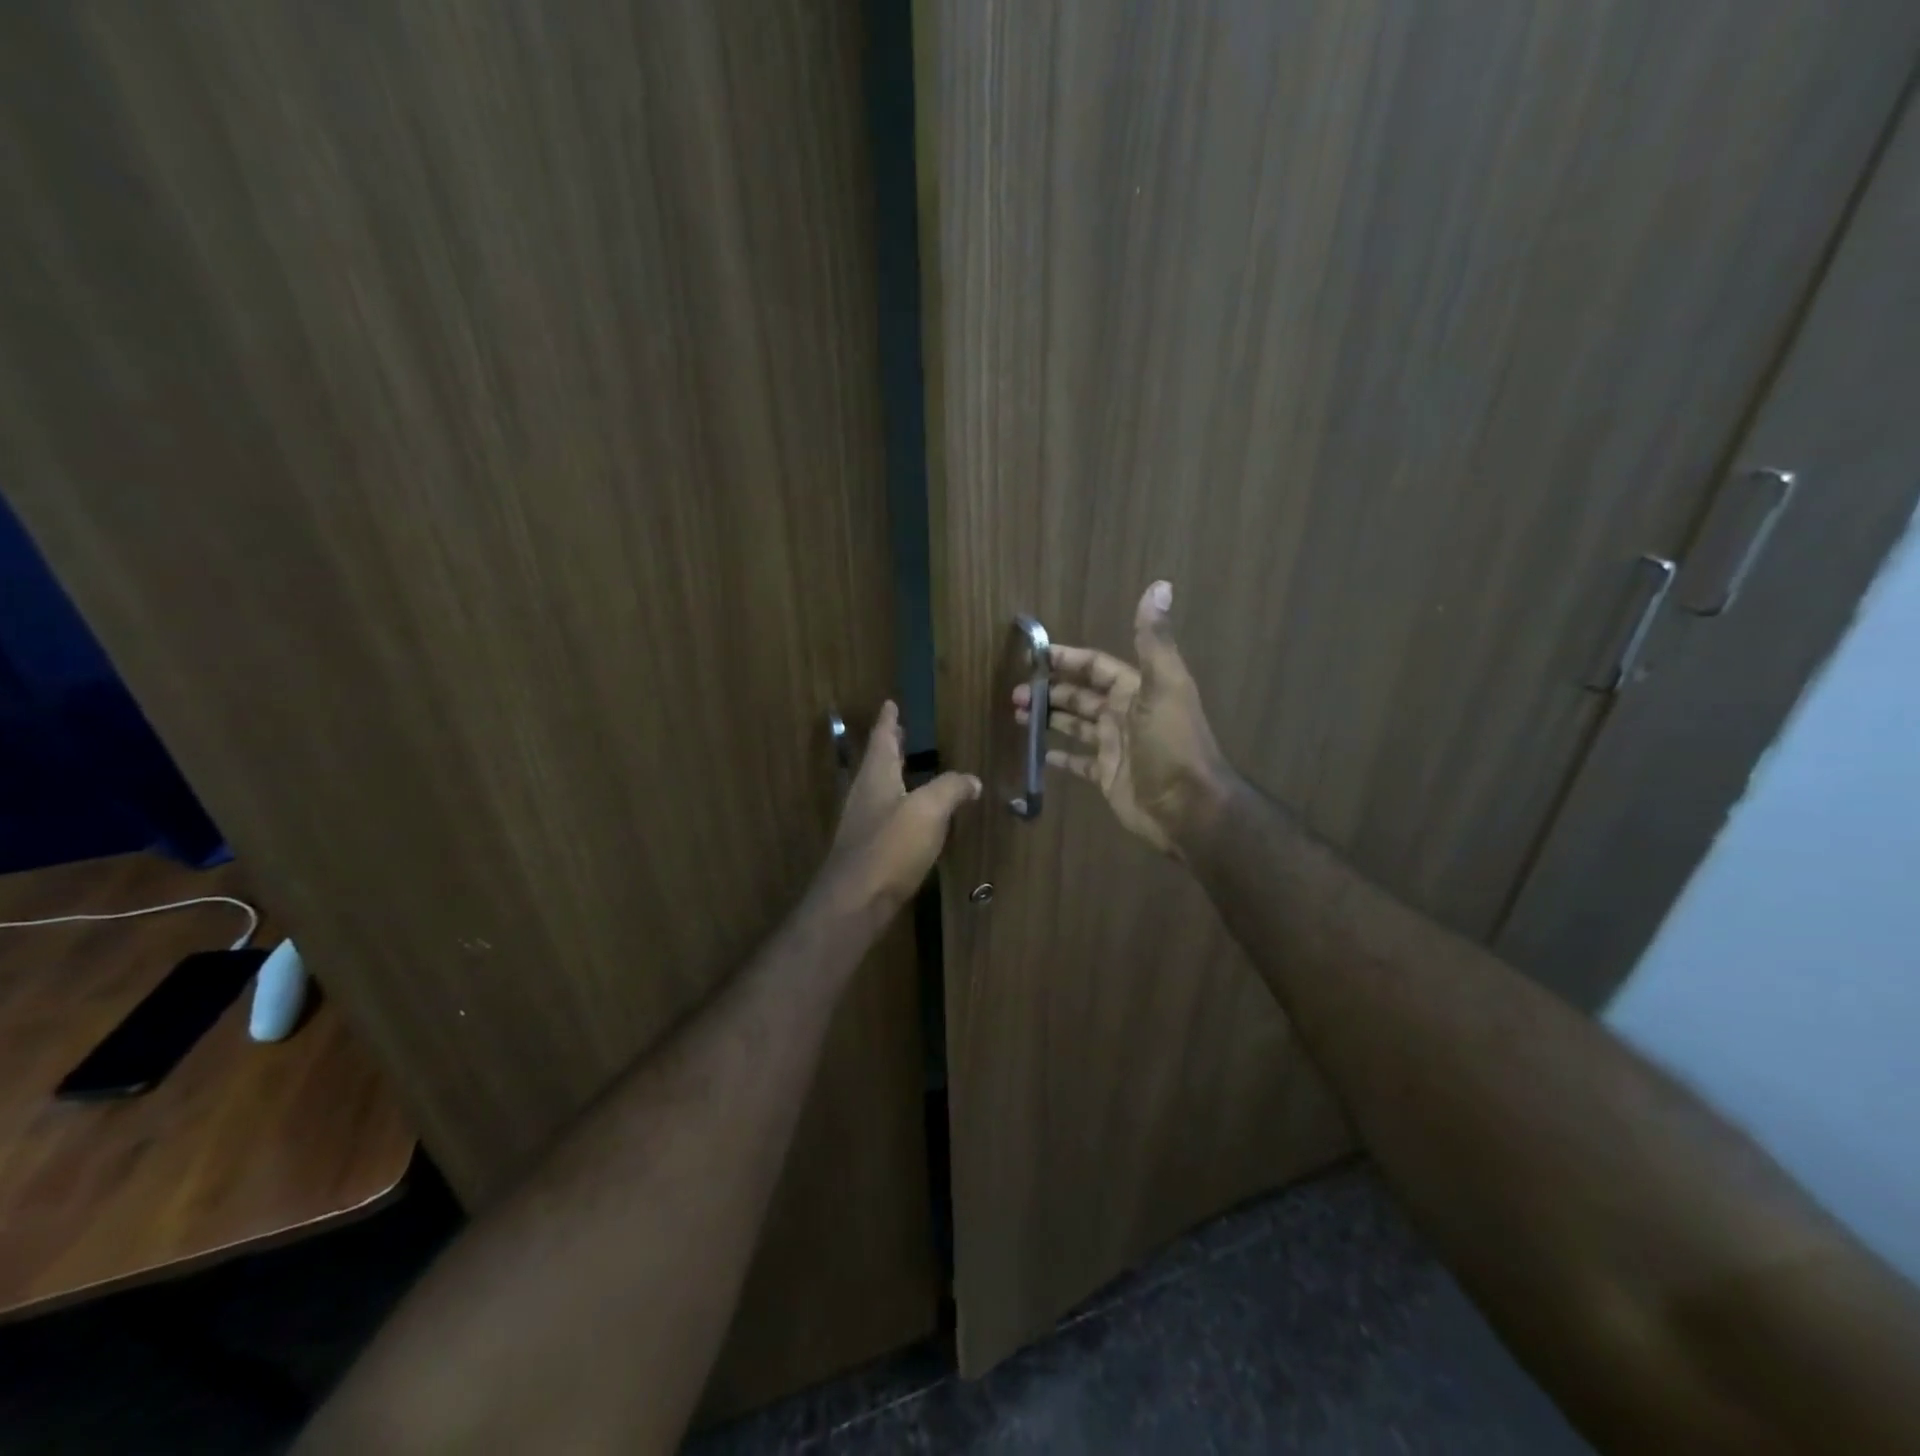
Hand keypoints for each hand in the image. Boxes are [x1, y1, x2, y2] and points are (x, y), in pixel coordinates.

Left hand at [820, 701, 980, 918]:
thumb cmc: (891, 846)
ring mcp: (864, 823)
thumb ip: (951, 789)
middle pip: (879, 762)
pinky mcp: (869, 849)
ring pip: (881, 788)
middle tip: (902, 730)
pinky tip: (915, 816)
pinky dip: (900, 803)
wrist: (856, 901)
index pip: (883, 738)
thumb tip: (972, 780)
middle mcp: (865, 794)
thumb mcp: (929, 810)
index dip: (889, 721)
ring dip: (895, 774)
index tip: (890, 703)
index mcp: (876, 776)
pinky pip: (887, 814)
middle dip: (891, 745)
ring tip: (912, 767)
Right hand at [1013, 581, 1234, 855]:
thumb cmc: (1172, 744)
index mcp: (1134, 690)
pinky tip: (1037, 753)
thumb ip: (1154, 639)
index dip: (1067, 658)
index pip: (1095, 666)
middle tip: (1015, 694)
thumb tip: (1160, 585)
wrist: (1188, 807)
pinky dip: (1059, 756)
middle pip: (1081, 695)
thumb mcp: (1164, 686)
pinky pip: (1078, 762)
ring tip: (1018, 717)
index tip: (1034, 655)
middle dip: (1050, 691)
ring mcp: (1114, 746)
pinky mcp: (1108, 776)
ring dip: (1049, 718)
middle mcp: (1123, 714)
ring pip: (1076, 725)